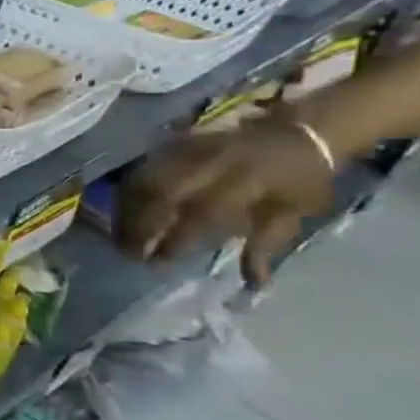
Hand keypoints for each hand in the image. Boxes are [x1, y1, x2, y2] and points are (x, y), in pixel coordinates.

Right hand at [118, 116, 335, 284]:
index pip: (198, 215)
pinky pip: (140, 168)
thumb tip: (253, 285)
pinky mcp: (173, 143)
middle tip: (127, 251)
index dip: (174, 241)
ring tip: (119, 233)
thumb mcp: (293, 216)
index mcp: (243, 183)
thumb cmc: (301, 182)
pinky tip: (122, 209)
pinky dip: (126, 191)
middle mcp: (207, 164)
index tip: (157, 264)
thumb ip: (265, 247)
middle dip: (138, 225)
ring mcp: (185, 150)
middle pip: (157, 194)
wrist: (300, 133)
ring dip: (125, 209)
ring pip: (141, 180)